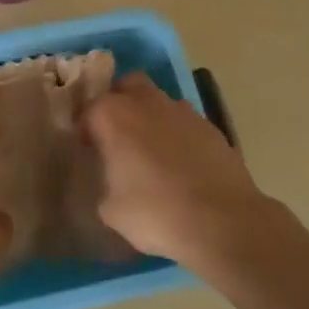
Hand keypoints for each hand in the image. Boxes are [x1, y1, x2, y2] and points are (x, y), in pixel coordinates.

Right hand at [80, 73, 279, 272]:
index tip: (88, 150)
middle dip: (120, 103)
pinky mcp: (212, 128)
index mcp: (114, 115)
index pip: (89, 109)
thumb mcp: (110, 209)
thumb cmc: (155, 213)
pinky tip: (180, 166)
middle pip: (128, 85)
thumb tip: (111, 181)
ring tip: (151, 153)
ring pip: (160, 102)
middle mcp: (148, 103)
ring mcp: (184, 112)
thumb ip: (104, 184)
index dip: (86, 129)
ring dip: (151, 118)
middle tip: (118, 136)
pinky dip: (178, 136)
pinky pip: (185, 124)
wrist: (223, 222)